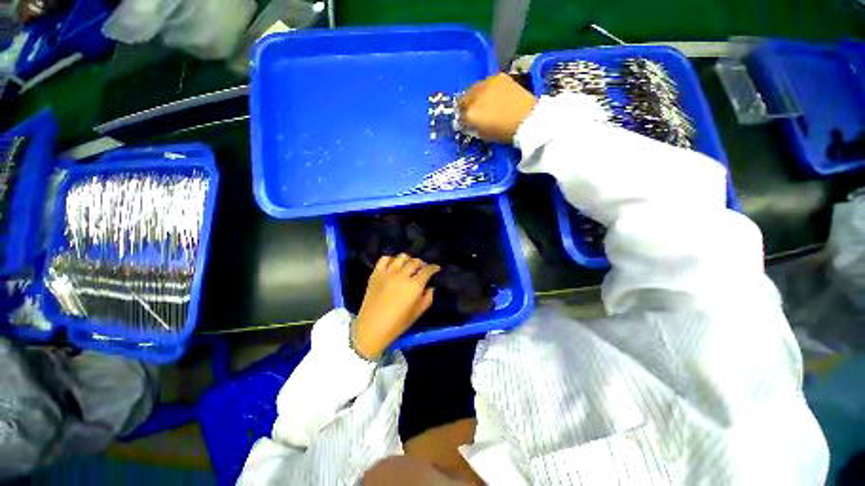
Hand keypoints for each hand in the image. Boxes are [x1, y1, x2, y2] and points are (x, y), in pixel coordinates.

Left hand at [352, 254, 440, 358]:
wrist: (372, 327)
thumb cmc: (397, 323)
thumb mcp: (418, 313)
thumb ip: (428, 298)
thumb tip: (430, 287)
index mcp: (414, 286)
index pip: (427, 270)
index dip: (434, 268)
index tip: (436, 268)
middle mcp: (402, 275)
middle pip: (415, 262)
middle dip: (422, 264)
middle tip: (423, 269)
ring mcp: (388, 272)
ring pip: (401, 257)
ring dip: (408, 260)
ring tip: (408, 266)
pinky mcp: (376, 273)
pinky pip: (385, 259)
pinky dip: (391, 259)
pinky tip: (393, 265)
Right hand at [458, 73, 537, 142]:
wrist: (527, 118)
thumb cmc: (505, 132)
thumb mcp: (484, 135)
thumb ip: (474, 127)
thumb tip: (471, 123)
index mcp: (470, 115)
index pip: (460, 117)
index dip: (463, 121)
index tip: (467, 123)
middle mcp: (475, 97)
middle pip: (463, 99)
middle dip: (466, 106)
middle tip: (473, 111)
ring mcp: (486, 84)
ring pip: (473, 88)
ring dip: (475, 95)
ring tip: (483, 101)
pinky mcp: (498, 77)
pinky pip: (487, 82)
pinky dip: (487, 89)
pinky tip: (495, 95)